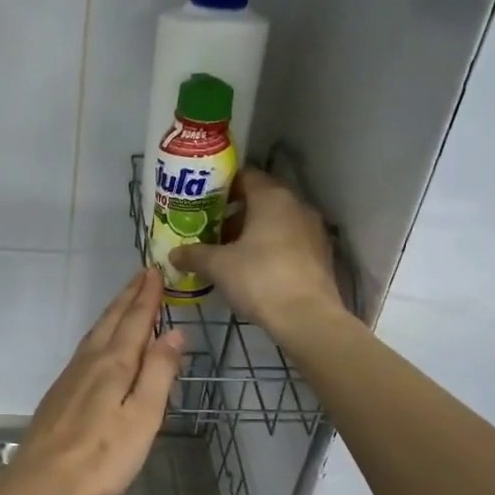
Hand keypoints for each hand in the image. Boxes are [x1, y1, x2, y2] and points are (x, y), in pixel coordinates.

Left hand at [6, 269, 183, 494]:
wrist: (42, 481)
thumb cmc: (101, 455)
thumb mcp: (142, 417)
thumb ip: (158, 373)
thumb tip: (174, 332)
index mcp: (114, 364)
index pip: (136, 320)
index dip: (148, 296)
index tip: (157, 272)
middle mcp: (91, 361)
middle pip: (112, 320)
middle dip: (130, 296)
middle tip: (143, 274)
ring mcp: (72, 375)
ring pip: (96, 331)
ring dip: (114, 311)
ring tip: (126, 299)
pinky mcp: (61, 391)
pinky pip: (87, 346)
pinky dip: (101, 332)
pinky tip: (102, 341)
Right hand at [169, 168, 342, 335]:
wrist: (306, 318)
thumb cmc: (259, 279)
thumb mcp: (218, 266)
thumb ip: (194, 255)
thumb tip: (174, 254)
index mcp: (272, 197)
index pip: (245, 176)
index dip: (221, 186)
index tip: (201, 201)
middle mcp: (297, 206)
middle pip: (261, 199)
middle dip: (234, 212)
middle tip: (209, 228)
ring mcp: (313, 230)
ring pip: (276, 222)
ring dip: (252, 231)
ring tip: (227, 250)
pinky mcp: (321, 255)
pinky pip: (289, 241)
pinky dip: (270, 247)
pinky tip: (252, 268)